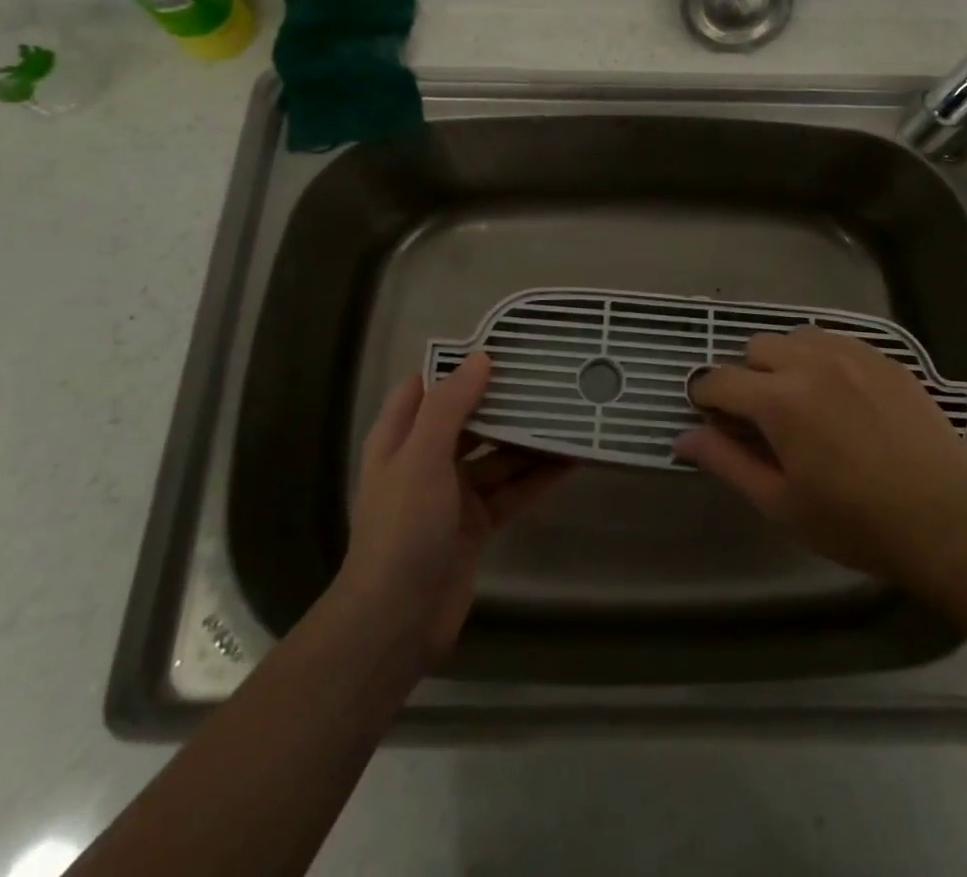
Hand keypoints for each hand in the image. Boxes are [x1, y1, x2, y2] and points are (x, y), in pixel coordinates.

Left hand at [340, 352, 570, 662]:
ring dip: (527, 441)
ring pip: (496, 456)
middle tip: (548, 377)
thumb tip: (481, 358)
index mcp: (400, 438)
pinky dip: (536, 478)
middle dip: (503, 401)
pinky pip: (511, 491)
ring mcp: (452, 494)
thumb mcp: (422, 457)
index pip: (428, 387)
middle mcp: (425, 460)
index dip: (459, 366)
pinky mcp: (476, 525)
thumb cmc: (403, 527)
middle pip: (469, 420)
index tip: (502, 347)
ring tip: (568, 415)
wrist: (396, 620)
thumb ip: (450, 406)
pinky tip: (570, 462)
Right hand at [674, 327, 966, 583]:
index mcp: (780, 400)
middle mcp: (810, 362)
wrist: (948, 518)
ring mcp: (851, 353)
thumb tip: (682, 438)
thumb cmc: (856, 522)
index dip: (705, 397)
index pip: (719, 379)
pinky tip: (839, 395)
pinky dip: (820, 358)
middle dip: (746, 377)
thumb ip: (726, 462)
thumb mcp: (781, 503)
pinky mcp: (883, 356)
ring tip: (801, 402)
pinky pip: (834, 340)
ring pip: (795, 337)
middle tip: (762, 420)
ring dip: (783, 361)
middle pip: (755, 347)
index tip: (710, 418)